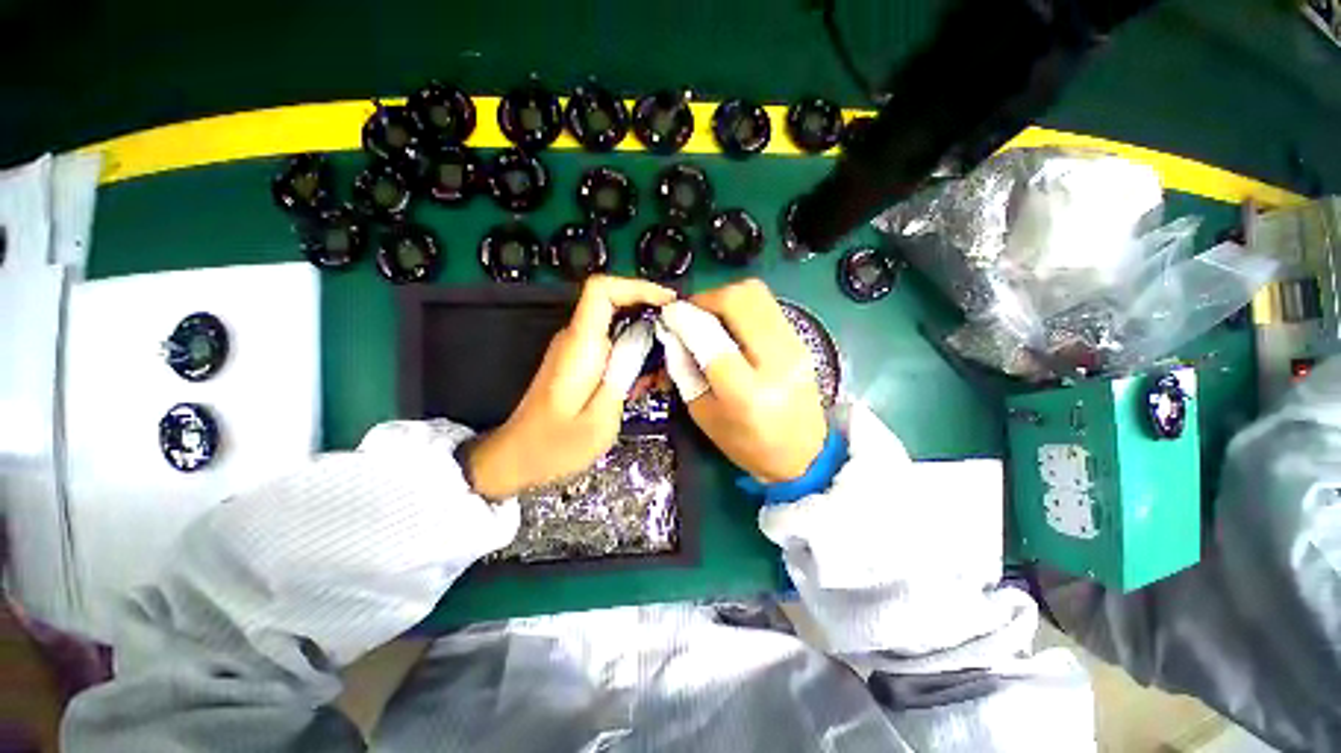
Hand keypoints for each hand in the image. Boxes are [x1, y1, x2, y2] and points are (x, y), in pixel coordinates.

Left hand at [466, 275, 675, 499]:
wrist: (517, 458)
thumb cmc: (556, 446)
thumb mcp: (600, 418)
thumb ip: (622, 375)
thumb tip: (642, 341)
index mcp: (580, 346)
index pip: (602, 290)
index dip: (637, 287)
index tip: (669, 303)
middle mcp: (575, 339)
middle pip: (614, 303)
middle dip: (650, 315)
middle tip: (677, 341)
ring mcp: (575, 349)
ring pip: (616, 325)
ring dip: (644, 338)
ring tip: (664, 368)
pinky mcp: (578, 361)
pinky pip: (610, 344)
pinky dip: (632, 353)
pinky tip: (644, 380)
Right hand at [660, 279, 827, 482]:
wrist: (803, 455)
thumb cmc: (747, 444)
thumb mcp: (704, 414)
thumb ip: (684, 370)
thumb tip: (673, 333)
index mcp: (746, 392)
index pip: (711, 337)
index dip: (685, 318)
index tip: (669, 314)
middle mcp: (776, 361)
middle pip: (740, 300)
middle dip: (707, 298)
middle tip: (691, 313)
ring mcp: (794, 346)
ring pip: (757, 294)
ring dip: (726, 298)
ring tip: (710, 316)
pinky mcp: (801, 341)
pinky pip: (768, 306)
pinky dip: (743, 306)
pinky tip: (732, 325)